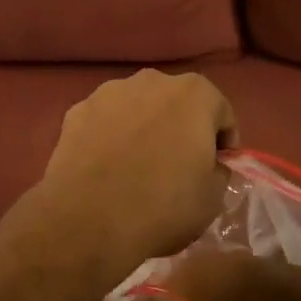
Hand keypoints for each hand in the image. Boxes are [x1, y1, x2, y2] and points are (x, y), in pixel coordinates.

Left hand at [15, 70, 237, 294]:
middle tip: (178, 165)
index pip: (221, 112)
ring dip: (143, 127)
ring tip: (137, 166)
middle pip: (176, 102)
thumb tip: (209, 163)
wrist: (88, 219)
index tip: (217, 167)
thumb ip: (218, 169)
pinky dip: (110, 136)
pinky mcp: (77, 110)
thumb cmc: (162, 206)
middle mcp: (151, 80)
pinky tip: (106, 166)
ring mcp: (109, 91)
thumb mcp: (213, 198)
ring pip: (137, 107)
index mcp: (194, 94)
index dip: (223, 141)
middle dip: (181, 127)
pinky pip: (105, 120)